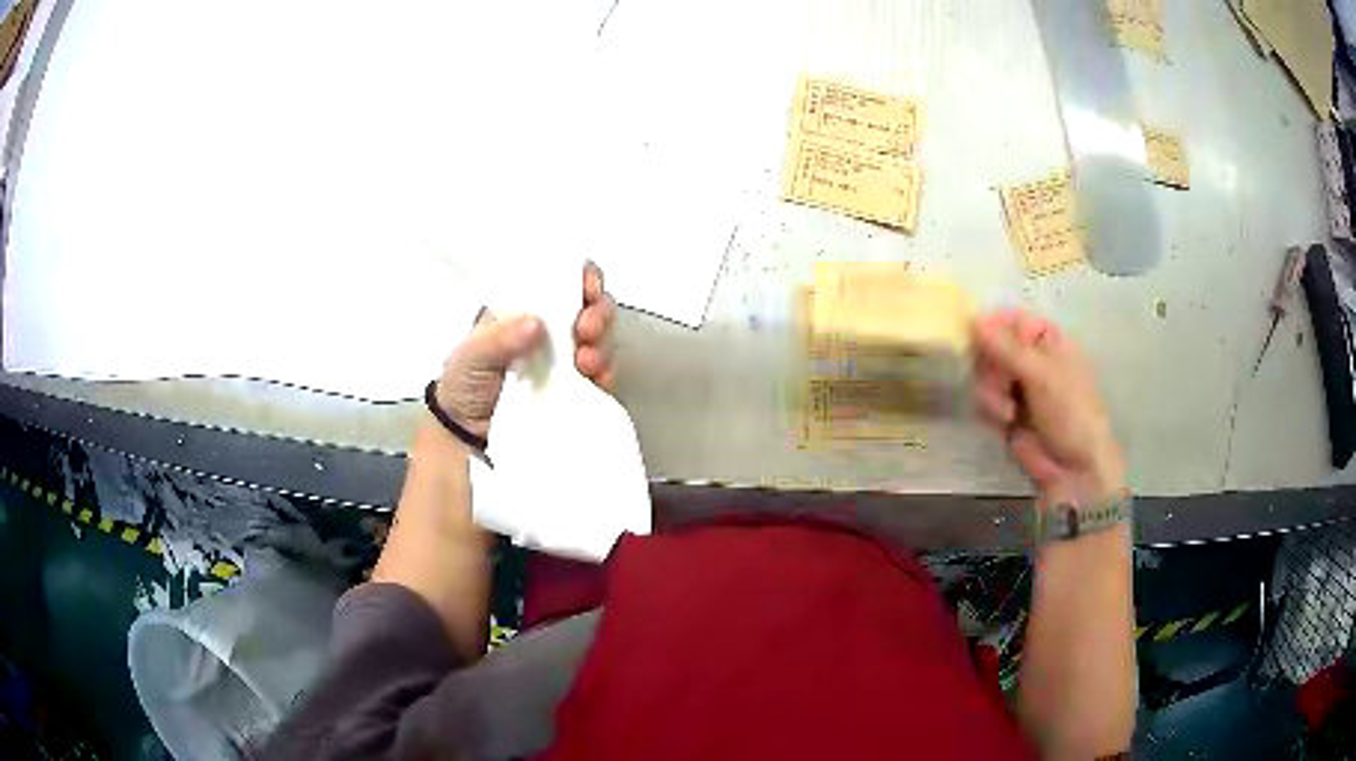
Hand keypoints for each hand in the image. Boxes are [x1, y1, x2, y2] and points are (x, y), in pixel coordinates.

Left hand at [434, 262, 616, 438]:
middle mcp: (553, 331)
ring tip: (587, 363)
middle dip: (599, 314)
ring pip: (603, 341)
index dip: (585, 279)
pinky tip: (598, 381)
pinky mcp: (578, 391)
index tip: (589, 291)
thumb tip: (536, 323)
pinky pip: (603, 377)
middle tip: (587, 331)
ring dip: (602, 347)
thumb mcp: (471, 354)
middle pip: (593, 308)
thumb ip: (500, 338)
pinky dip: (606, 376)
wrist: (466, 434)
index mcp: (528, 309)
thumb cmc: (464, 383)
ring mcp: (568, 361)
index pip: (564, 282)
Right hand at [972, 310, 1124, 505]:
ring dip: (990, 390)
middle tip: (999, 382)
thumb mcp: (1043, 375)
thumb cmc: (1071, 414)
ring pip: (984, 373)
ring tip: (1007, 411)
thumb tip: (974, 319)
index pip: (1011, 319)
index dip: (993, 327)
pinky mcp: (1006, 412)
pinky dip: (989, 409)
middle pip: (992, 345)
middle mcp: (1031, 358)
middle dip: (990, 365)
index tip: (977, 338)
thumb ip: (1008, 348)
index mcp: (1048, 340)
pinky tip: (1004, 422)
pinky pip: (984, 398)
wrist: (1074, 470)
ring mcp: (1018, 386)